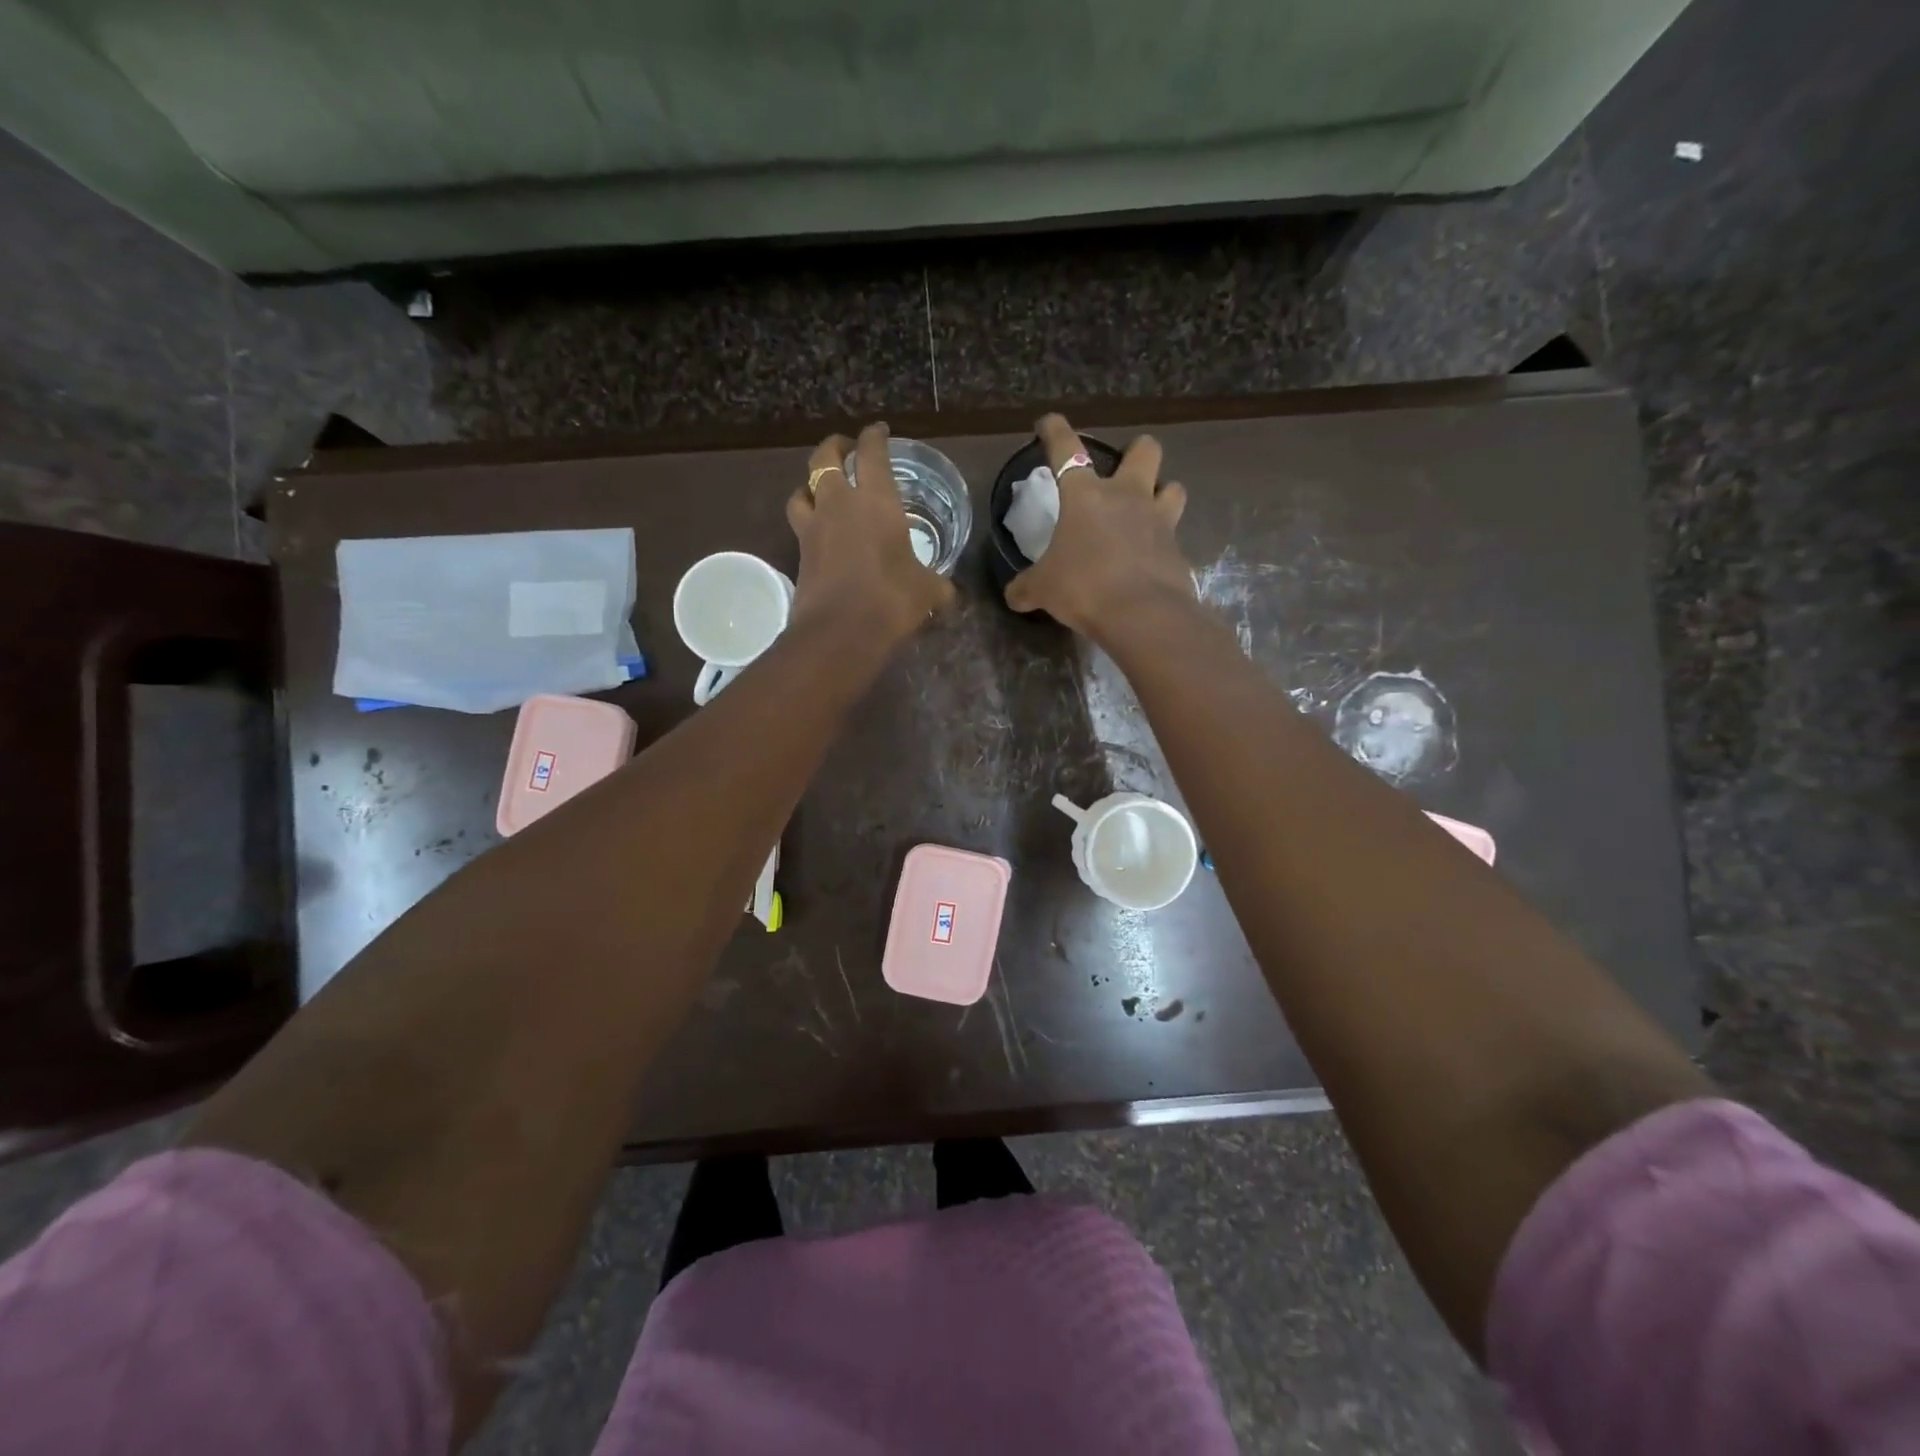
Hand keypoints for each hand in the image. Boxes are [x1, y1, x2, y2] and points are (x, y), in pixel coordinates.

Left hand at [787, 422, 955, 644]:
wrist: (840, 632)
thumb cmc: (892, 600)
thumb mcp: (928, 591)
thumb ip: (938, 585)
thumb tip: (949, 593)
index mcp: (876, 501)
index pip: (872, 453)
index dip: (875, 436)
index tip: (879, 431)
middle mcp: (840, 504)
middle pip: (824, 459)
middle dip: (835, 447)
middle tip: (845, 448)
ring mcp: (814, 528)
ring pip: (802, 489)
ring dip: (810, 484)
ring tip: (821, 490)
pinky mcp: (800, 554)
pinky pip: (800, 525)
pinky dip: (808, 520)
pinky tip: (820, 532)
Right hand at [1004, 413, 1190, 638]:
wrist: (1140, 615)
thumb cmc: (1083, 587)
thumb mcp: (1042, 589)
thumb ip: (1026, 587)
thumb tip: (1013, 595)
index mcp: (1086, 496)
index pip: (1067, 449)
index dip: (1055, 431)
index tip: (1049, 422)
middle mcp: (1127, 497)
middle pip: (1145, 450)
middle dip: (1136, 452)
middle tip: (1125, 469)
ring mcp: (1159, 521)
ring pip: (1173, 487)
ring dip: (1162, 493)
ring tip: (1149, 511)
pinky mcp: (1178, 550)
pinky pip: (1174, 537)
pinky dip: (1163, 545)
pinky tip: (1151, 562)